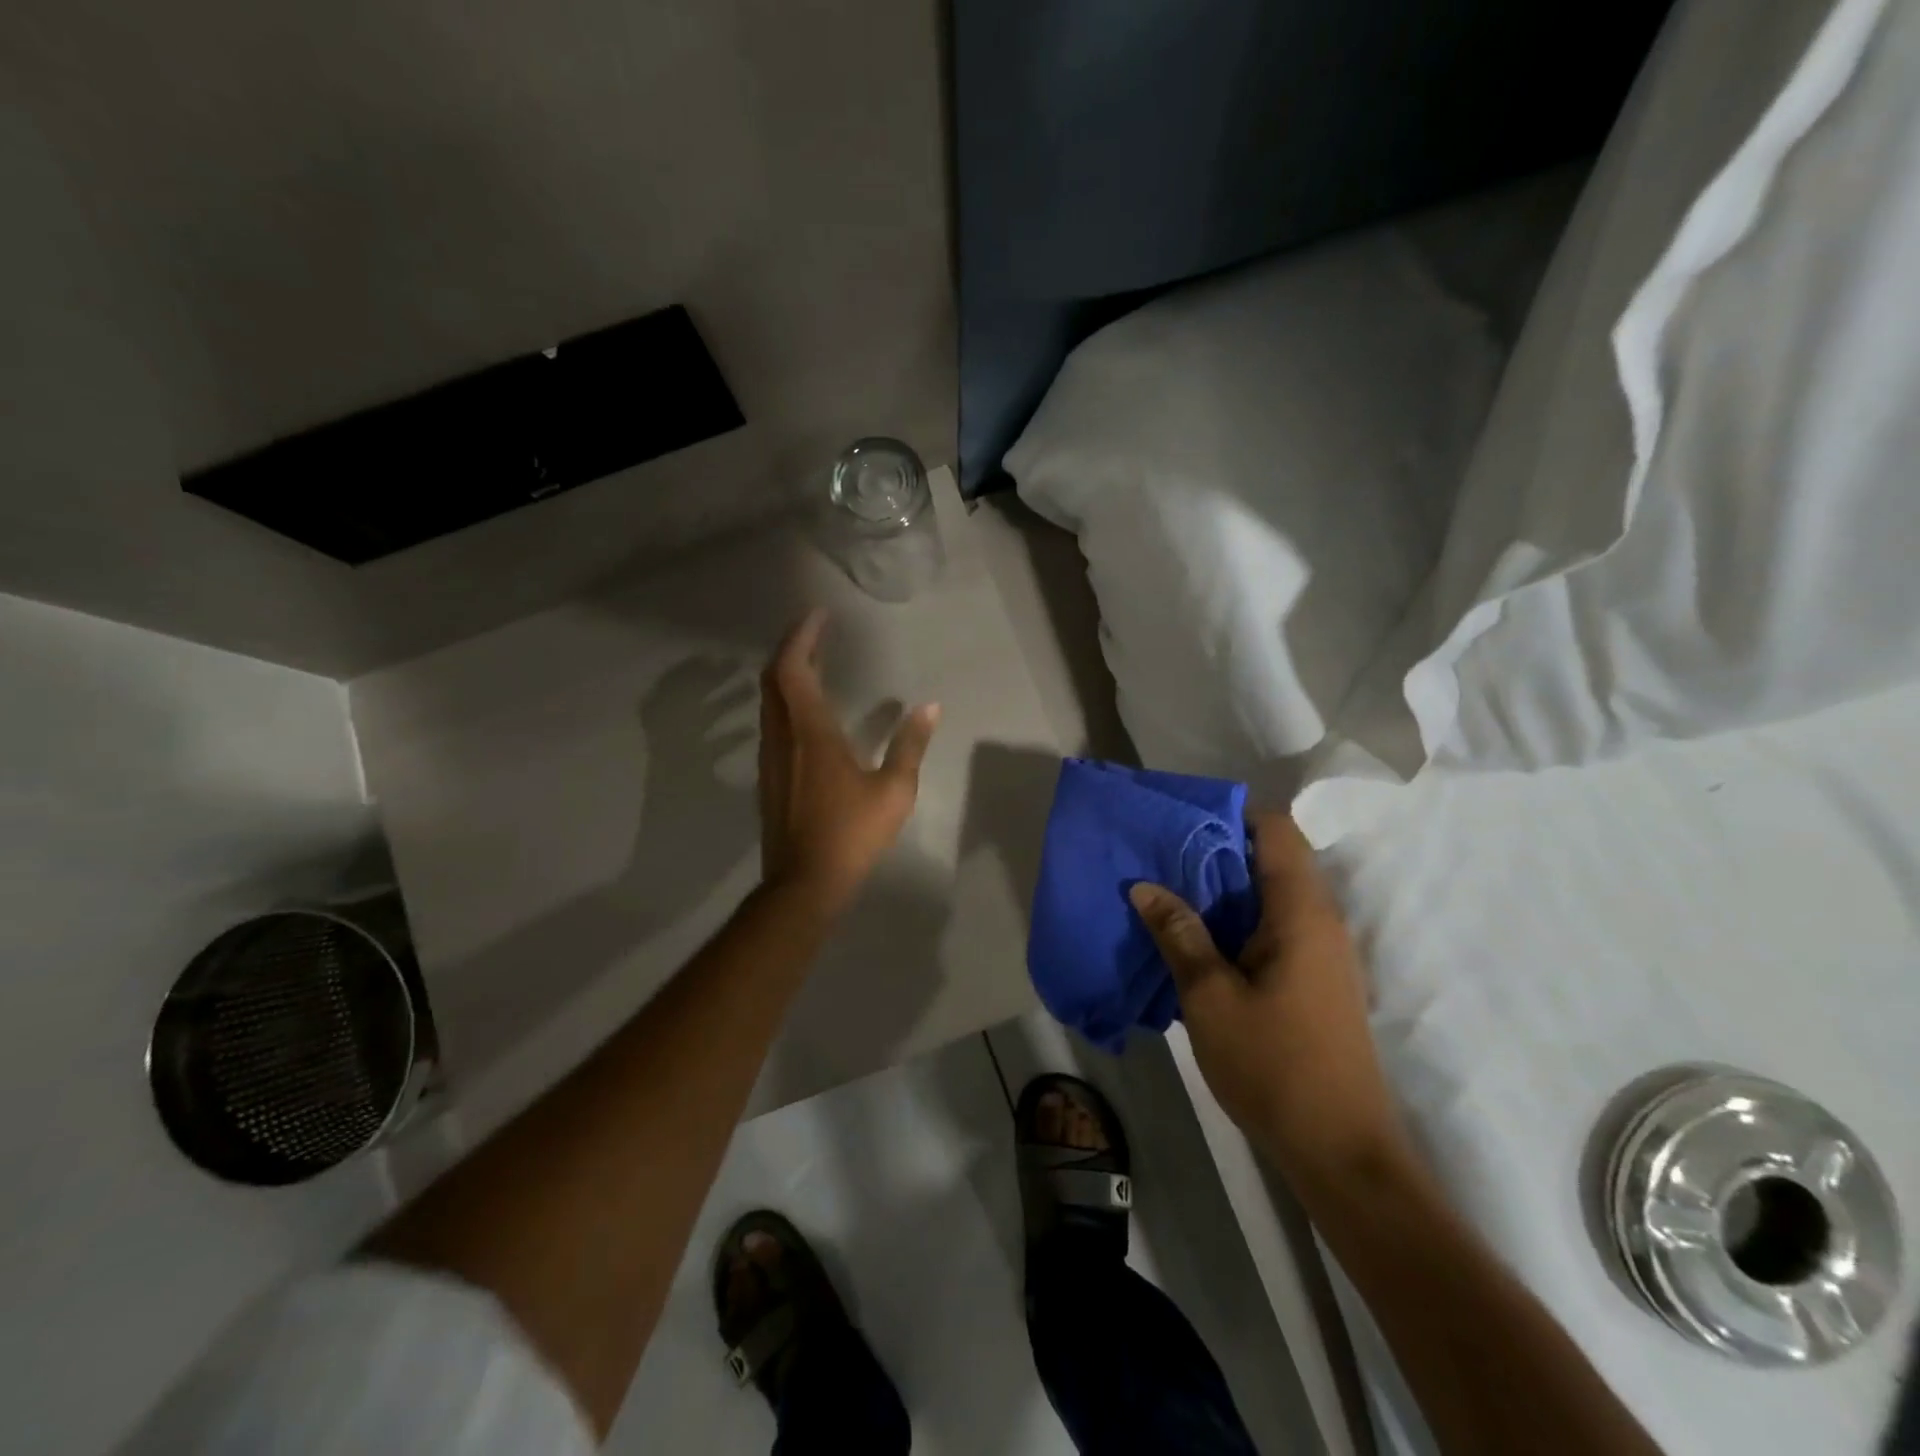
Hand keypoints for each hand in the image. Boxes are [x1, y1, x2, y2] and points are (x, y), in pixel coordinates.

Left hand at [757, 609, 939, 916]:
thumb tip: (930, 707)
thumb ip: (910, 745)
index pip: (793, 668)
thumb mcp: (894, 790)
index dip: (802, 637)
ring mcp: (770, 757)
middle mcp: (782, 736)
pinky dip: (784, 701)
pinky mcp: (768, 776)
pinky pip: (771, 722)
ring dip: (786, 674)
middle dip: (791, 648)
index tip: (818, 615)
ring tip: (813, 663)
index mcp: (811, 732)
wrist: (803, 883)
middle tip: (816, 632)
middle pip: (773, 677)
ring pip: (768, 701)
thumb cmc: (851, 834)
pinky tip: (806, 711)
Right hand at [1129, 813, 1408, 1184]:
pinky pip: (1276, 927)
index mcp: (1301, 912)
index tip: (1181, 822)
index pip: (1277, 831)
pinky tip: (1199, 940)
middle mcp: (1321, 921)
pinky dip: (1238, 920)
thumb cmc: (1273, 1066)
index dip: (1231, 815)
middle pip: (1273, 858)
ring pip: (1272, 895)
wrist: (1340, 1151)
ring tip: (1171, 892)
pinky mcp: (1318, 980)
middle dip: (1217, 851)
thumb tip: (1144, 886)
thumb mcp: (1209, 997)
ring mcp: (1324, 953)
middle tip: (1162, 856)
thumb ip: (1178, 934)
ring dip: (1225, 889)